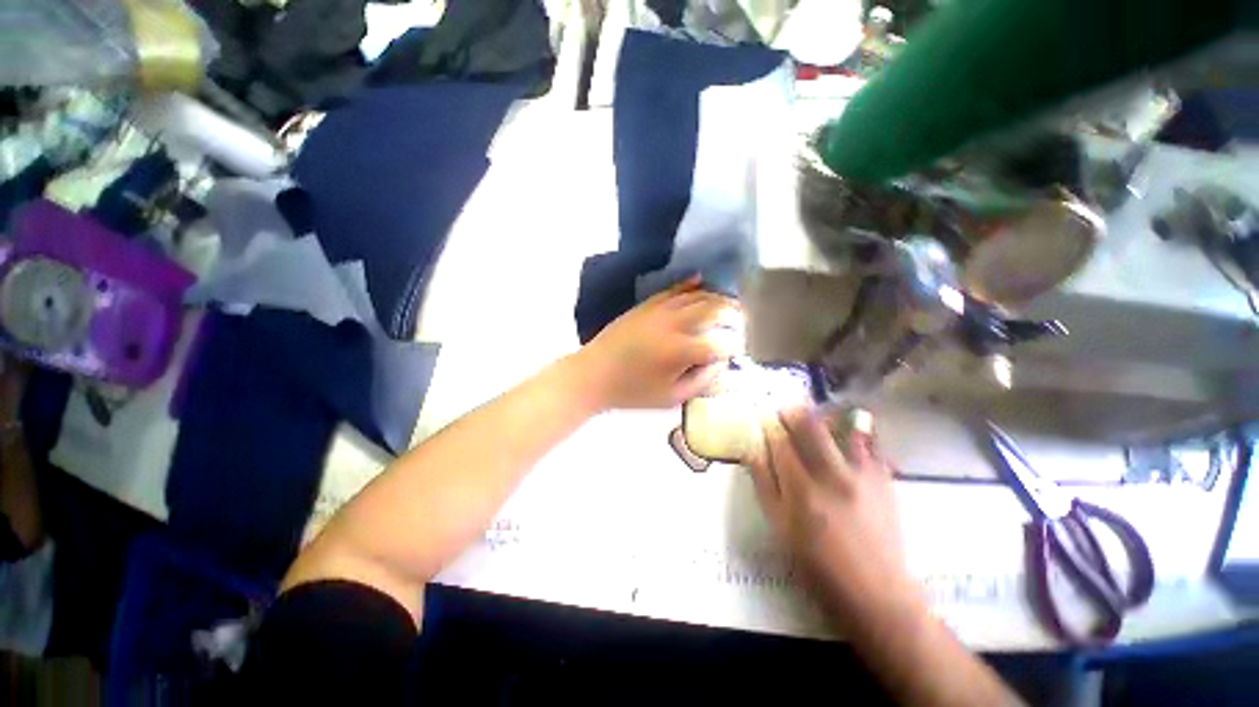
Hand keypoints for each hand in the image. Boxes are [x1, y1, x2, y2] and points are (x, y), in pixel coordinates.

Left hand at [577, 277, 742, 410]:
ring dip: (717, 297)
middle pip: (713, 310)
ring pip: (696, 296)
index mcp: (680, 351)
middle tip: (742, 320)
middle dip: (734, 313)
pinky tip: (701, 279)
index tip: (738, 350)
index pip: (720, 343)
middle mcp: (674, 324)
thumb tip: (720, 362)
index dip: (734, 346)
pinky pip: (673, 289)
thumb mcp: (670, 398)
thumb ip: (701, 380)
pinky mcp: (646, 305)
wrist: (594, 375)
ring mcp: (659, 311)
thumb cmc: (632, 392)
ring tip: (731, 303)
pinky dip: (690, 283)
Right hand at [746, 407, 919, 623]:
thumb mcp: (779, 527)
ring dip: (826, 417)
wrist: (874, 590)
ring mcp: (862, 475)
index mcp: (802, 489)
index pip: (781, 444)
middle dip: (794, 413)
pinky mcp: (883, 480)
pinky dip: (859, 431)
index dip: (770, 428)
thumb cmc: (817, 563)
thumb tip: (751, 451)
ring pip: (842, 428)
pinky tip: (851, 427)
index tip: (764, 422)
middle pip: (810, 428)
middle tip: (786, 411)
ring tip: (816, 416)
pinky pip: (872, 444)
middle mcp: (832, 475)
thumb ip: (764, 485)